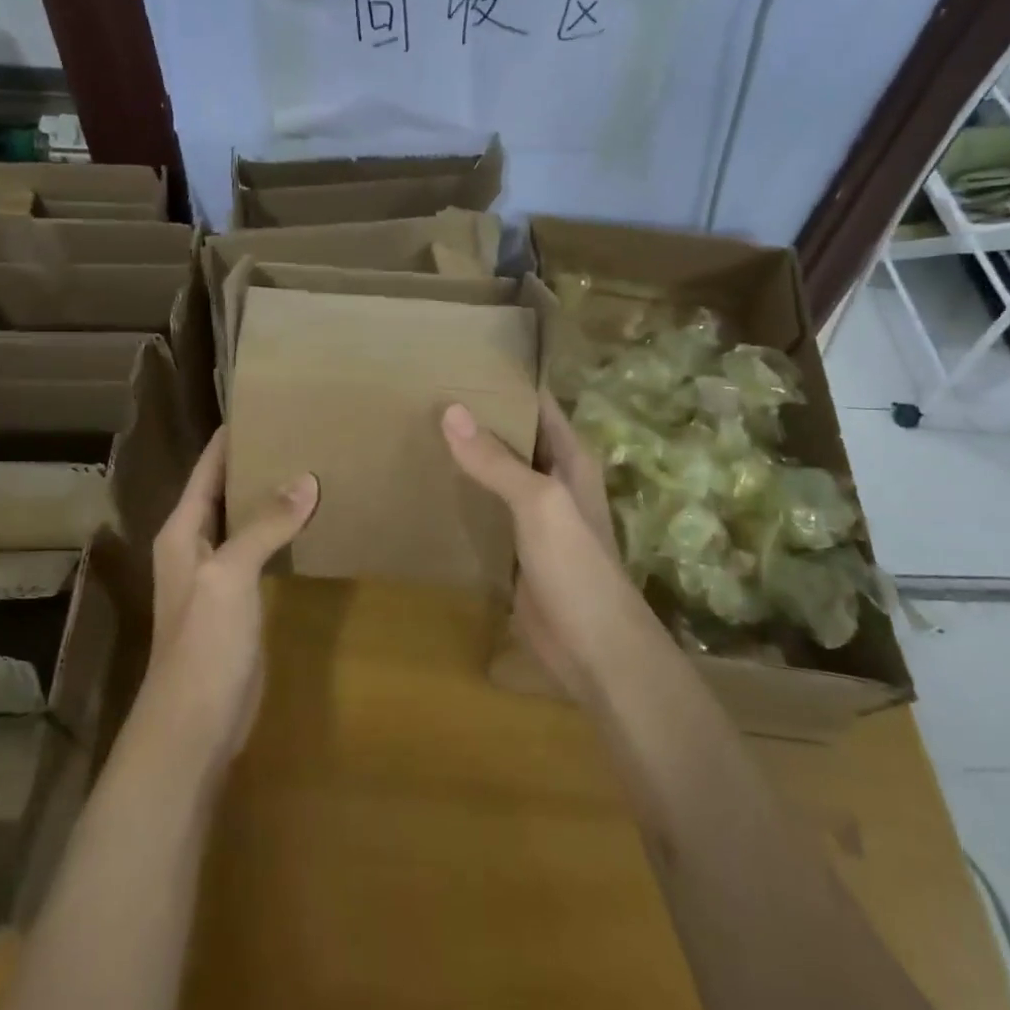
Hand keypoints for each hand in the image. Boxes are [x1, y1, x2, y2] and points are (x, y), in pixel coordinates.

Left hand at [142, 426, 318, 761]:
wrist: (194, 726)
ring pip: (248, 521)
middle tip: (304, 432)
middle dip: (260, 462)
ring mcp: (219, 575)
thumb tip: (306, 478)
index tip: (267, 405)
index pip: (208, 467)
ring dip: (274, 498)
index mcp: (183, 530)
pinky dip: (284, 533)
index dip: (231, 437)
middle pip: (228, 490)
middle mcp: (197, 545)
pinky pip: (264, 552)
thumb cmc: (202, 643)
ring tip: (316, 466)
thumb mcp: (230, 575)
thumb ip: (265, 525)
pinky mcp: (241, 601)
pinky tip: (313, 522)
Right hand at [442, 393, 639, 702]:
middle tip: (425, 391)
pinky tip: (426, 485)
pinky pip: (484, 511)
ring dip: (465, 457)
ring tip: (416, 428)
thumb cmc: (576, 564)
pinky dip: (461, 496)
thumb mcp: (538, 502)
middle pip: (512, 436)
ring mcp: (532, 515)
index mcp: (569, 457)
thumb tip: (451, 410)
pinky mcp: (513, 547)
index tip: (462, 360)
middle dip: (477, 416)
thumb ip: (495, 460)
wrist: (594, 649)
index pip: (537, 403)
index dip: (507, 381)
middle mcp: (552, 478)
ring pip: (495, 474)